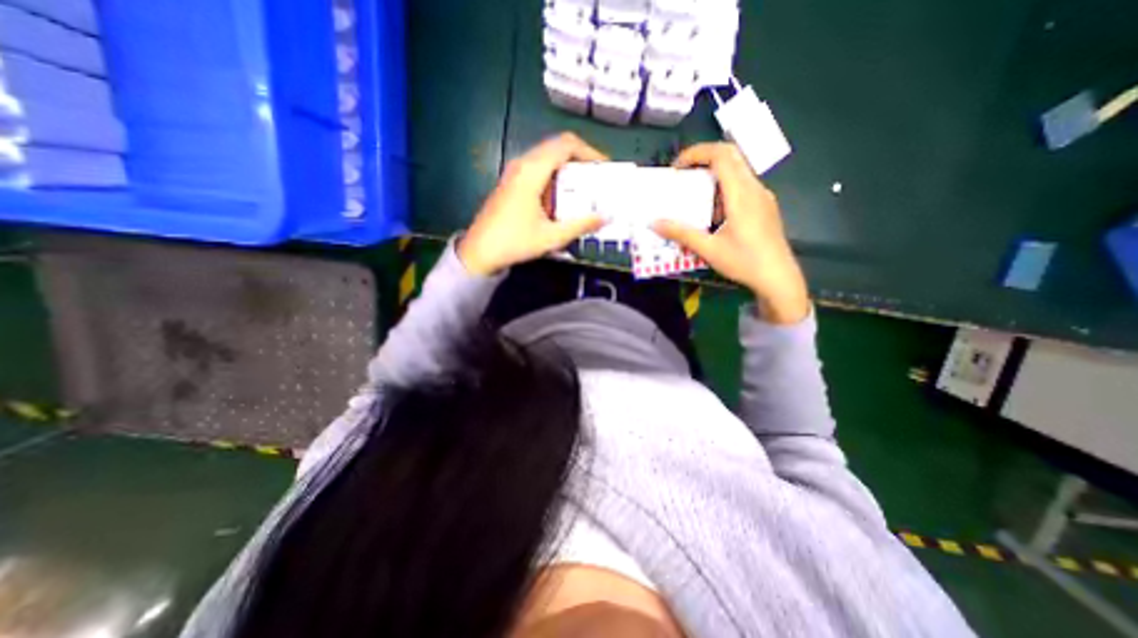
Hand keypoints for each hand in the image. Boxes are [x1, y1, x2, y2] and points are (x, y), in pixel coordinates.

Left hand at [457, 132, 607, 272]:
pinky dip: (554, 176)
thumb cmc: (515, 242)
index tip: (603, 168)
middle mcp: (522, 164)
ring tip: (582, 188)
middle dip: (580, 160)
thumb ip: (581, 225)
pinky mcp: (510, 182)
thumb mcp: (551, 237)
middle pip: (557, 147)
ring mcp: (514, 172)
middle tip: (596, 179)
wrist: (479, 252)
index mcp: (532, 171)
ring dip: (566, 168)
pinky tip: (560, 198)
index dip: (589, 151)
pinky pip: (537, 169)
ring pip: (546, 158)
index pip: (566, 144)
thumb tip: (606, 217)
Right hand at [648, 143, 807, 322]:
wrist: (778, 278)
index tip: (676, 168)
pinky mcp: (764, 206)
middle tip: (682, 175)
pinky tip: (712, 213)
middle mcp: (754, 188)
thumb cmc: (744, 262)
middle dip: (703, 159)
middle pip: (730, 156)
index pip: (721, 155)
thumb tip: (654, 223)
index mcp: (742, 194)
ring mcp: (762, 196)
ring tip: (693, 195)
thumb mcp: (708, 249)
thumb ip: (681, 233)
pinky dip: (722, 188)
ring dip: (713, 175)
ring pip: (737, 170)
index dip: (696, 153)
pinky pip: (742, 186)